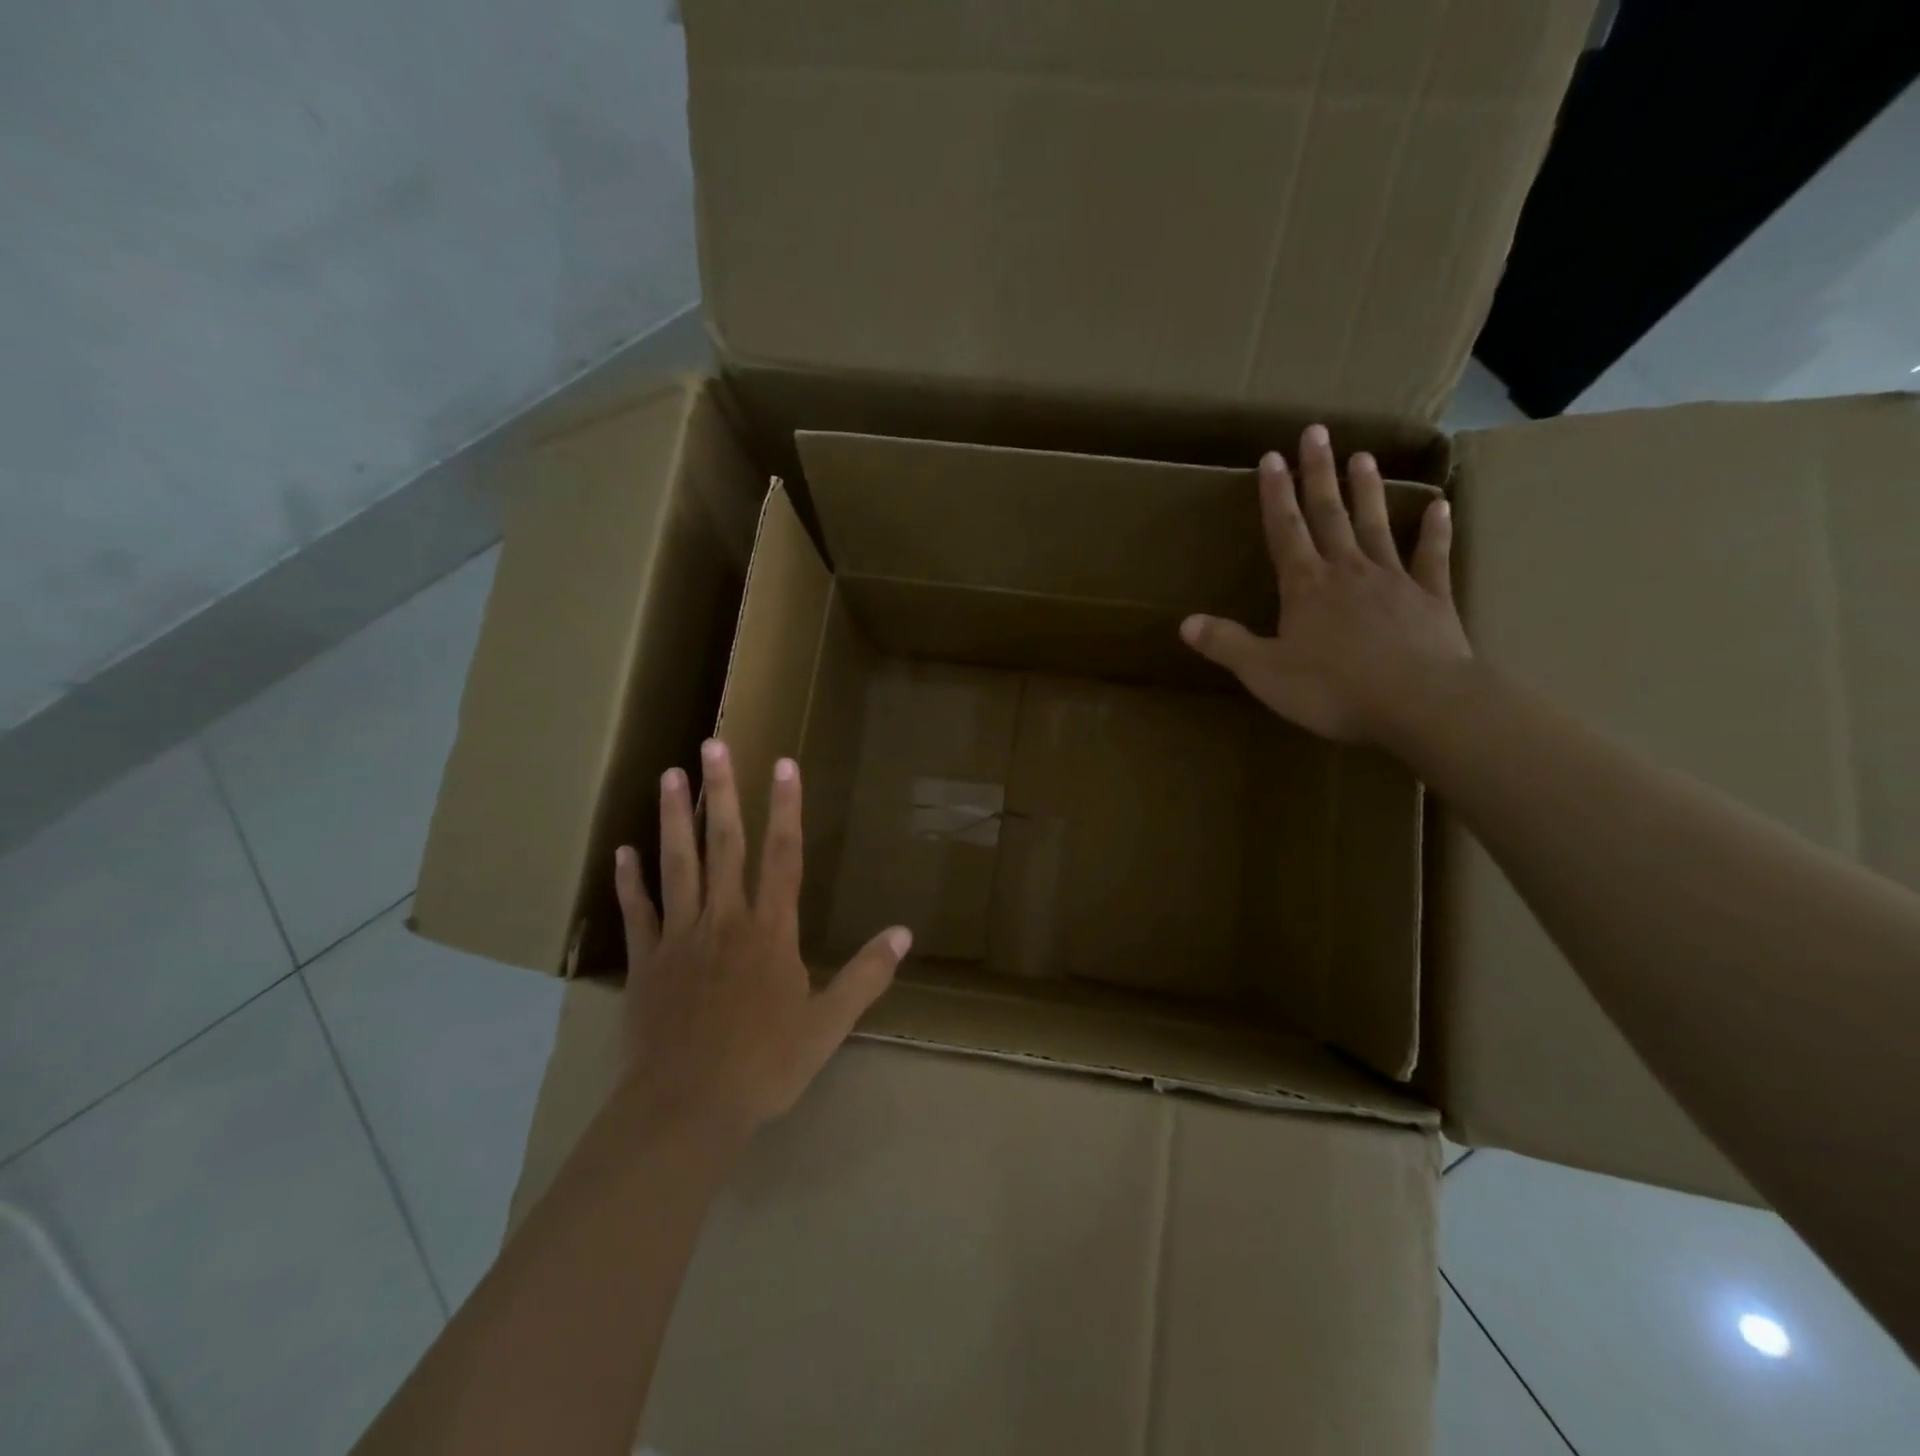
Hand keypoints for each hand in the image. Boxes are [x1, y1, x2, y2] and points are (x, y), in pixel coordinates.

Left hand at [612, 740, 911, 1138]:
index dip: (786, 807)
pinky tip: (622, 851)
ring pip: (677, 865)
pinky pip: (638, 913)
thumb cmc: (765, 1065)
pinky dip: (629, 882)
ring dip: (673, 818)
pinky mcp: (647, 963)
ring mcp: (681, 937)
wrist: (687, 1109)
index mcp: (770, 931)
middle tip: (712, 744)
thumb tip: (904, 933)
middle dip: (722, 792)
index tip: (784, 764)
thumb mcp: (828, 1024)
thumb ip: (866, 975)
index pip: (784, 855)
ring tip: (670, 774)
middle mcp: (725, 919)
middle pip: (725, 844)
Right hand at [1179, 423, 1471, 743]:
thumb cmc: (1333, 689)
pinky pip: (1432, 558)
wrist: (1420, 703)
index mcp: (1305, 586)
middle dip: (1319, 474)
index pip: (1285, 530)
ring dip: (1367, 492)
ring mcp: (1394, 581)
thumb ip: (1226, 644)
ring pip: (1376, 526)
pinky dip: (1435, 532)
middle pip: (1330, 515)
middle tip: (1317, 433)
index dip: (1276, 495)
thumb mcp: (1264, 672)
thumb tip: (1186, 623)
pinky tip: (1439, 508)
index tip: (1272, 457)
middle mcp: (1348, 571)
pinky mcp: (1431, 600)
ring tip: (1363, 456)